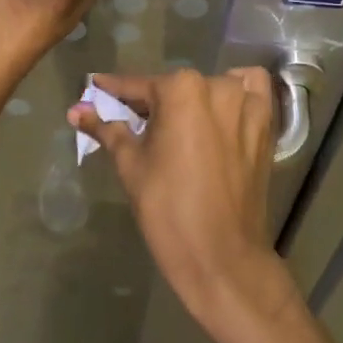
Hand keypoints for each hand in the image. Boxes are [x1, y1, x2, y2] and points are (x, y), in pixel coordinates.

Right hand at [69, 68, 300, 339]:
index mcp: (180, 90)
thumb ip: (106, 129)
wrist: (221, 256)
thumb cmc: (167, 208)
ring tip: (179, 125)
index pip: (138, 86)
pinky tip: (223, 110)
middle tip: (135, 123)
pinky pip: (253, 92)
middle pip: (175, 87)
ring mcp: (246, 104)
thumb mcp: (130, 165)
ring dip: (194, 99)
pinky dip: (239, 93)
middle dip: (153, 102)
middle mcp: (216, 86)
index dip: (113, 90)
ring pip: (213, 86)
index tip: (96, 86)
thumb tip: (76, 111)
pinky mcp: (266, 126)